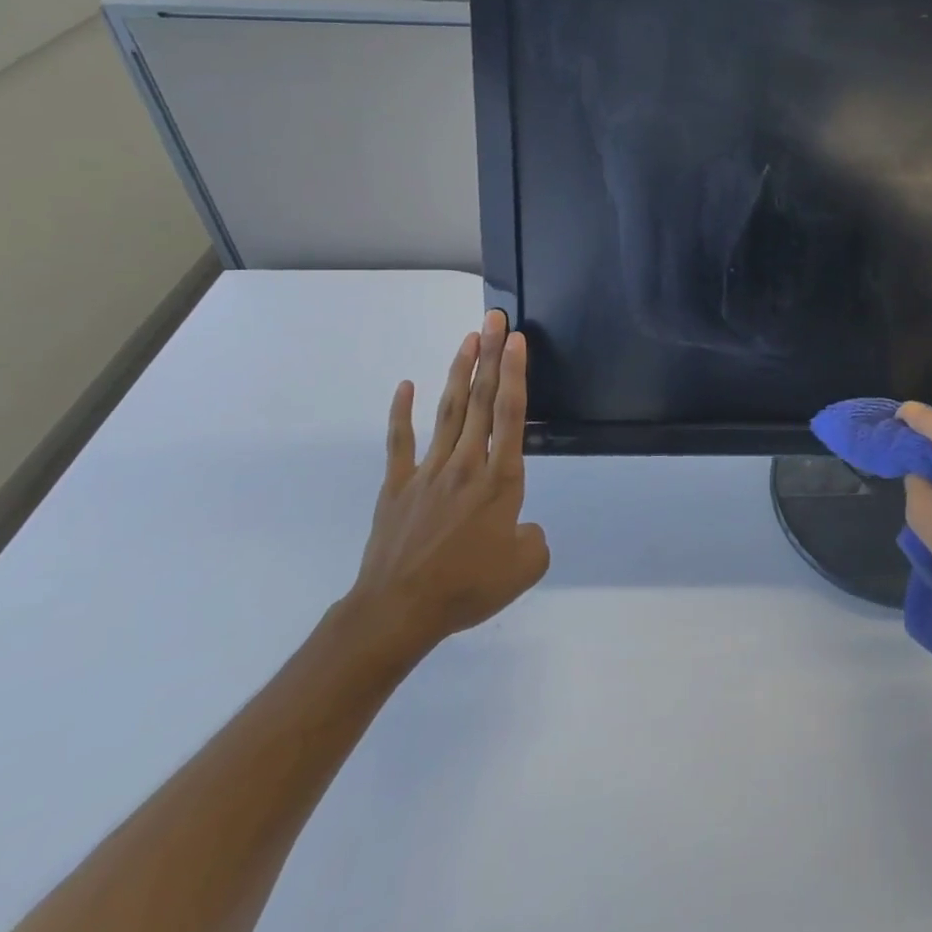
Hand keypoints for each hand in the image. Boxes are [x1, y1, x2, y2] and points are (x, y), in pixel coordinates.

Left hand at [343, 311, 548, 658]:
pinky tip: (406, 386)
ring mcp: (428, 472)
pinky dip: (402, 413)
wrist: (398, 611)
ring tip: (468, 339)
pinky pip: (400, 443)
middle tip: (494, 320)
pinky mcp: (397, 486)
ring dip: (458, 372)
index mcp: (500, 480)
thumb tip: (522, 526)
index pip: (510, 414)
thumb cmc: (467, 587)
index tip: (516, 341)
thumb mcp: (525, 566)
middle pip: (480, 400)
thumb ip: (534, 537)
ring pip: (448, 412)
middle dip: (490, 356)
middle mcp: (466, 464)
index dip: (515, 373)